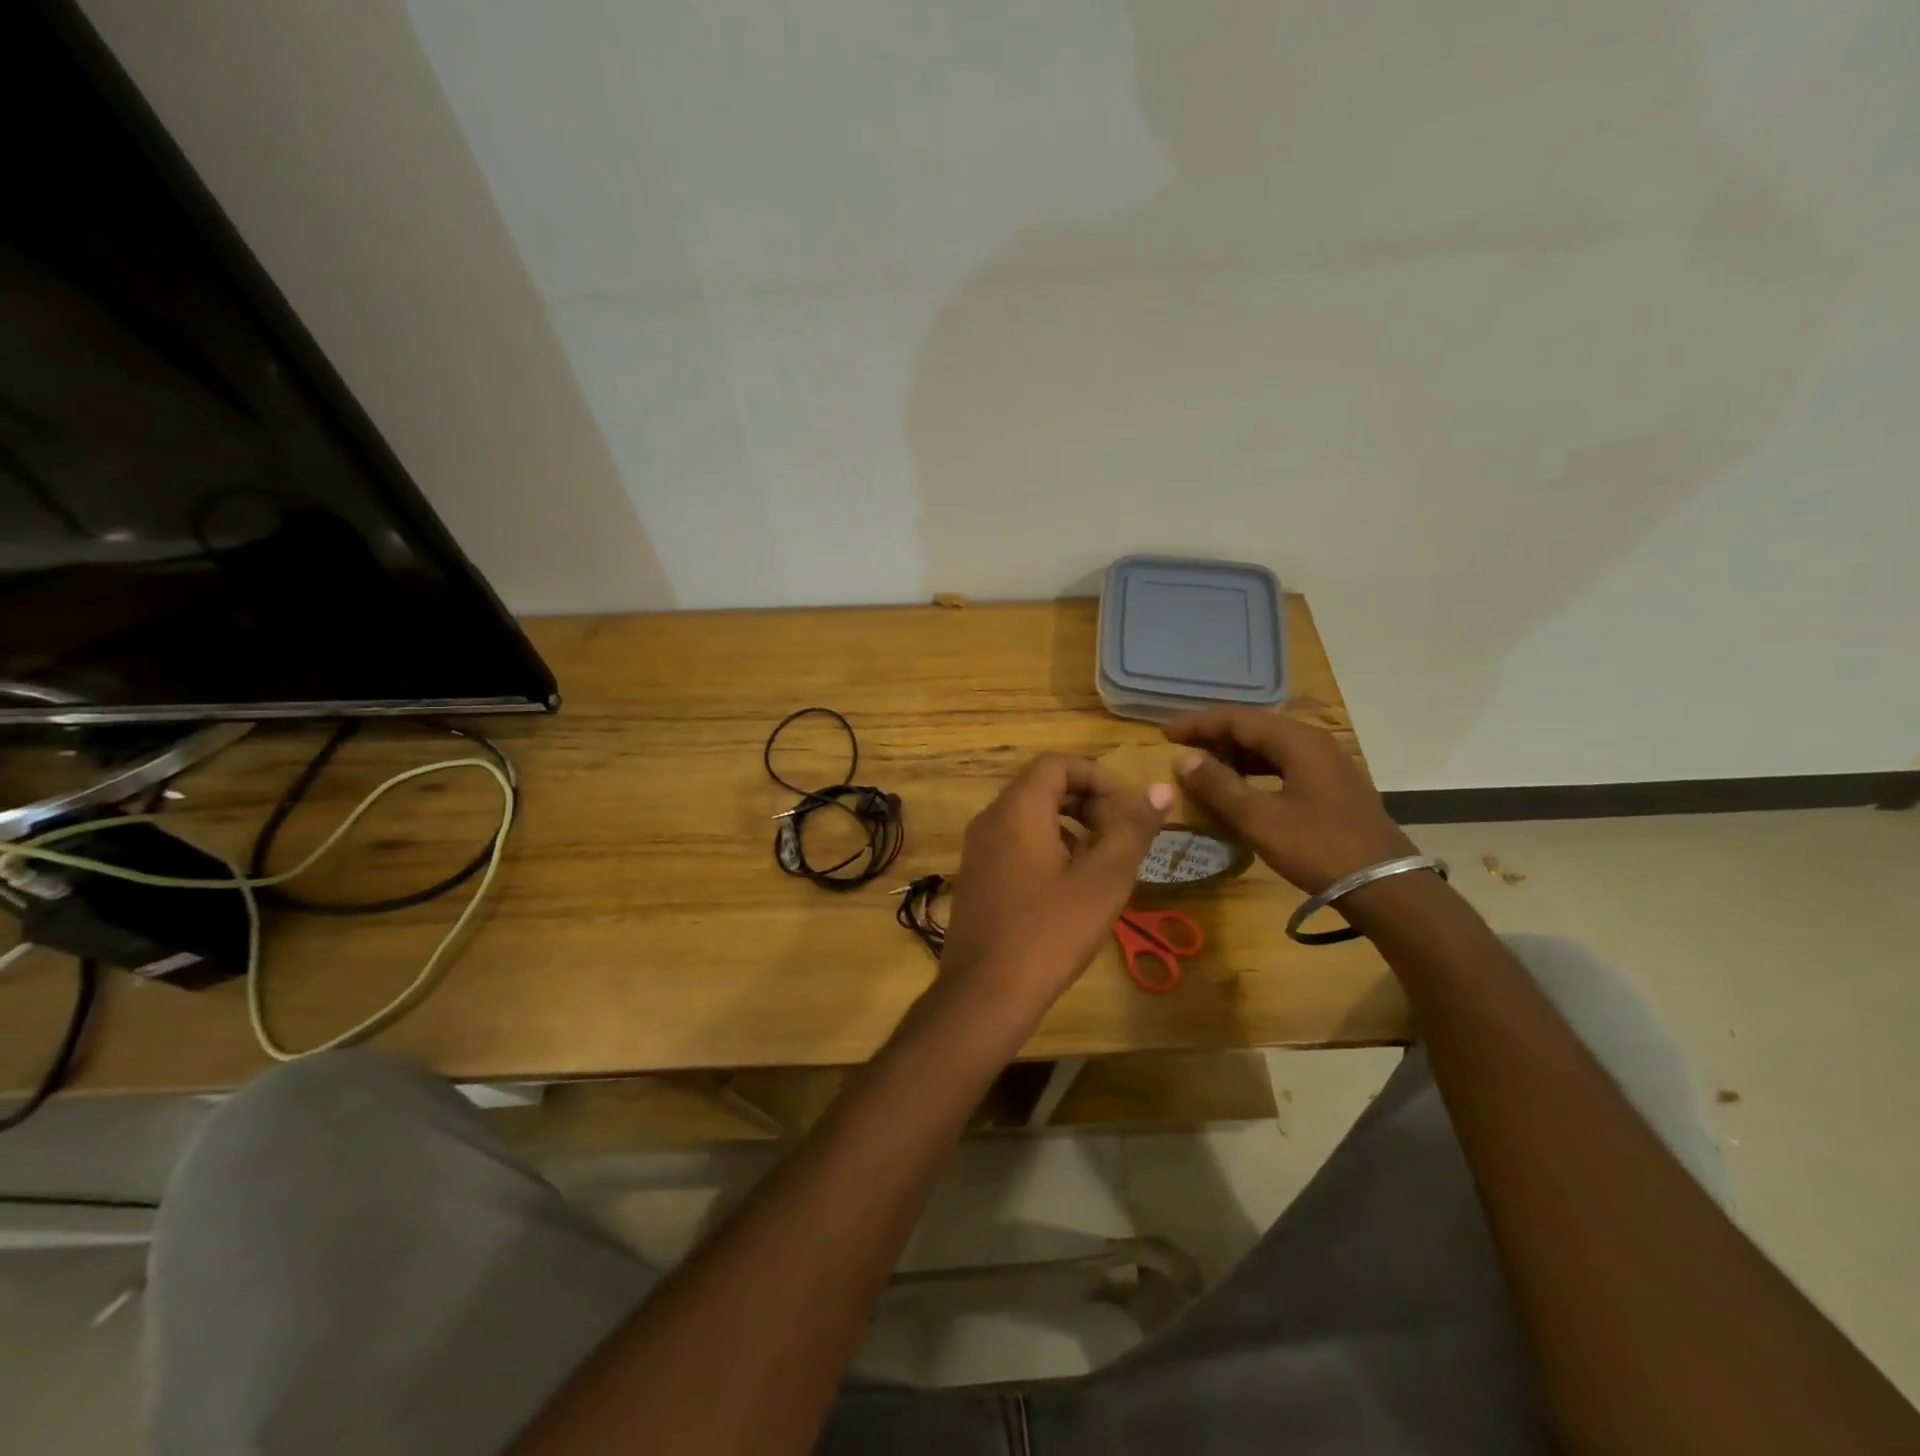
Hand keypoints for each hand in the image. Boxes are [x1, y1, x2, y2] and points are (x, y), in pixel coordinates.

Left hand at [941, 753, 1171, 1016]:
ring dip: (1070, 827)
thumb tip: (1161, 789)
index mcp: (1017, 809)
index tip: (1126, 810)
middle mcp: (990, 819)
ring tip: (1101, 865)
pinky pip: (1014, 843)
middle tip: (1119, 837)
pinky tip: (1069, 889)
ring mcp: (977, 849)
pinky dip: (1047, 848)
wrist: (984, 994)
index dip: (1096, 777)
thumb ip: (1132, 830)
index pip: (1056, 764)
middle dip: (1086, 803)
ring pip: (1029, 817)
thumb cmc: (1049, 932)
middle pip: (1042, 787)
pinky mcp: (976, 877)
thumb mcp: (1103, 881)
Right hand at [1165, 706, 1415, 894]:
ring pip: (1270, 747)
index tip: (1165, 733)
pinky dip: (1254, 771)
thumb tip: (1183, 759)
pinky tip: (1240, 788)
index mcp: (1298, 742)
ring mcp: (1327, 765)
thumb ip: (1218, 785)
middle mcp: (1314, 743)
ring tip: (1203, 769)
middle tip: (1181, 751)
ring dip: (1234, 754)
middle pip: (1255, 728)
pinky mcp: (1331, 787)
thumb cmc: (1318, 848)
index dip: (1199, 724)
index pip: (1238, 719)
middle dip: (1215, 737)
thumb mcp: (1260, 819)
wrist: (1385, 887)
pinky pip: (1283, 765)